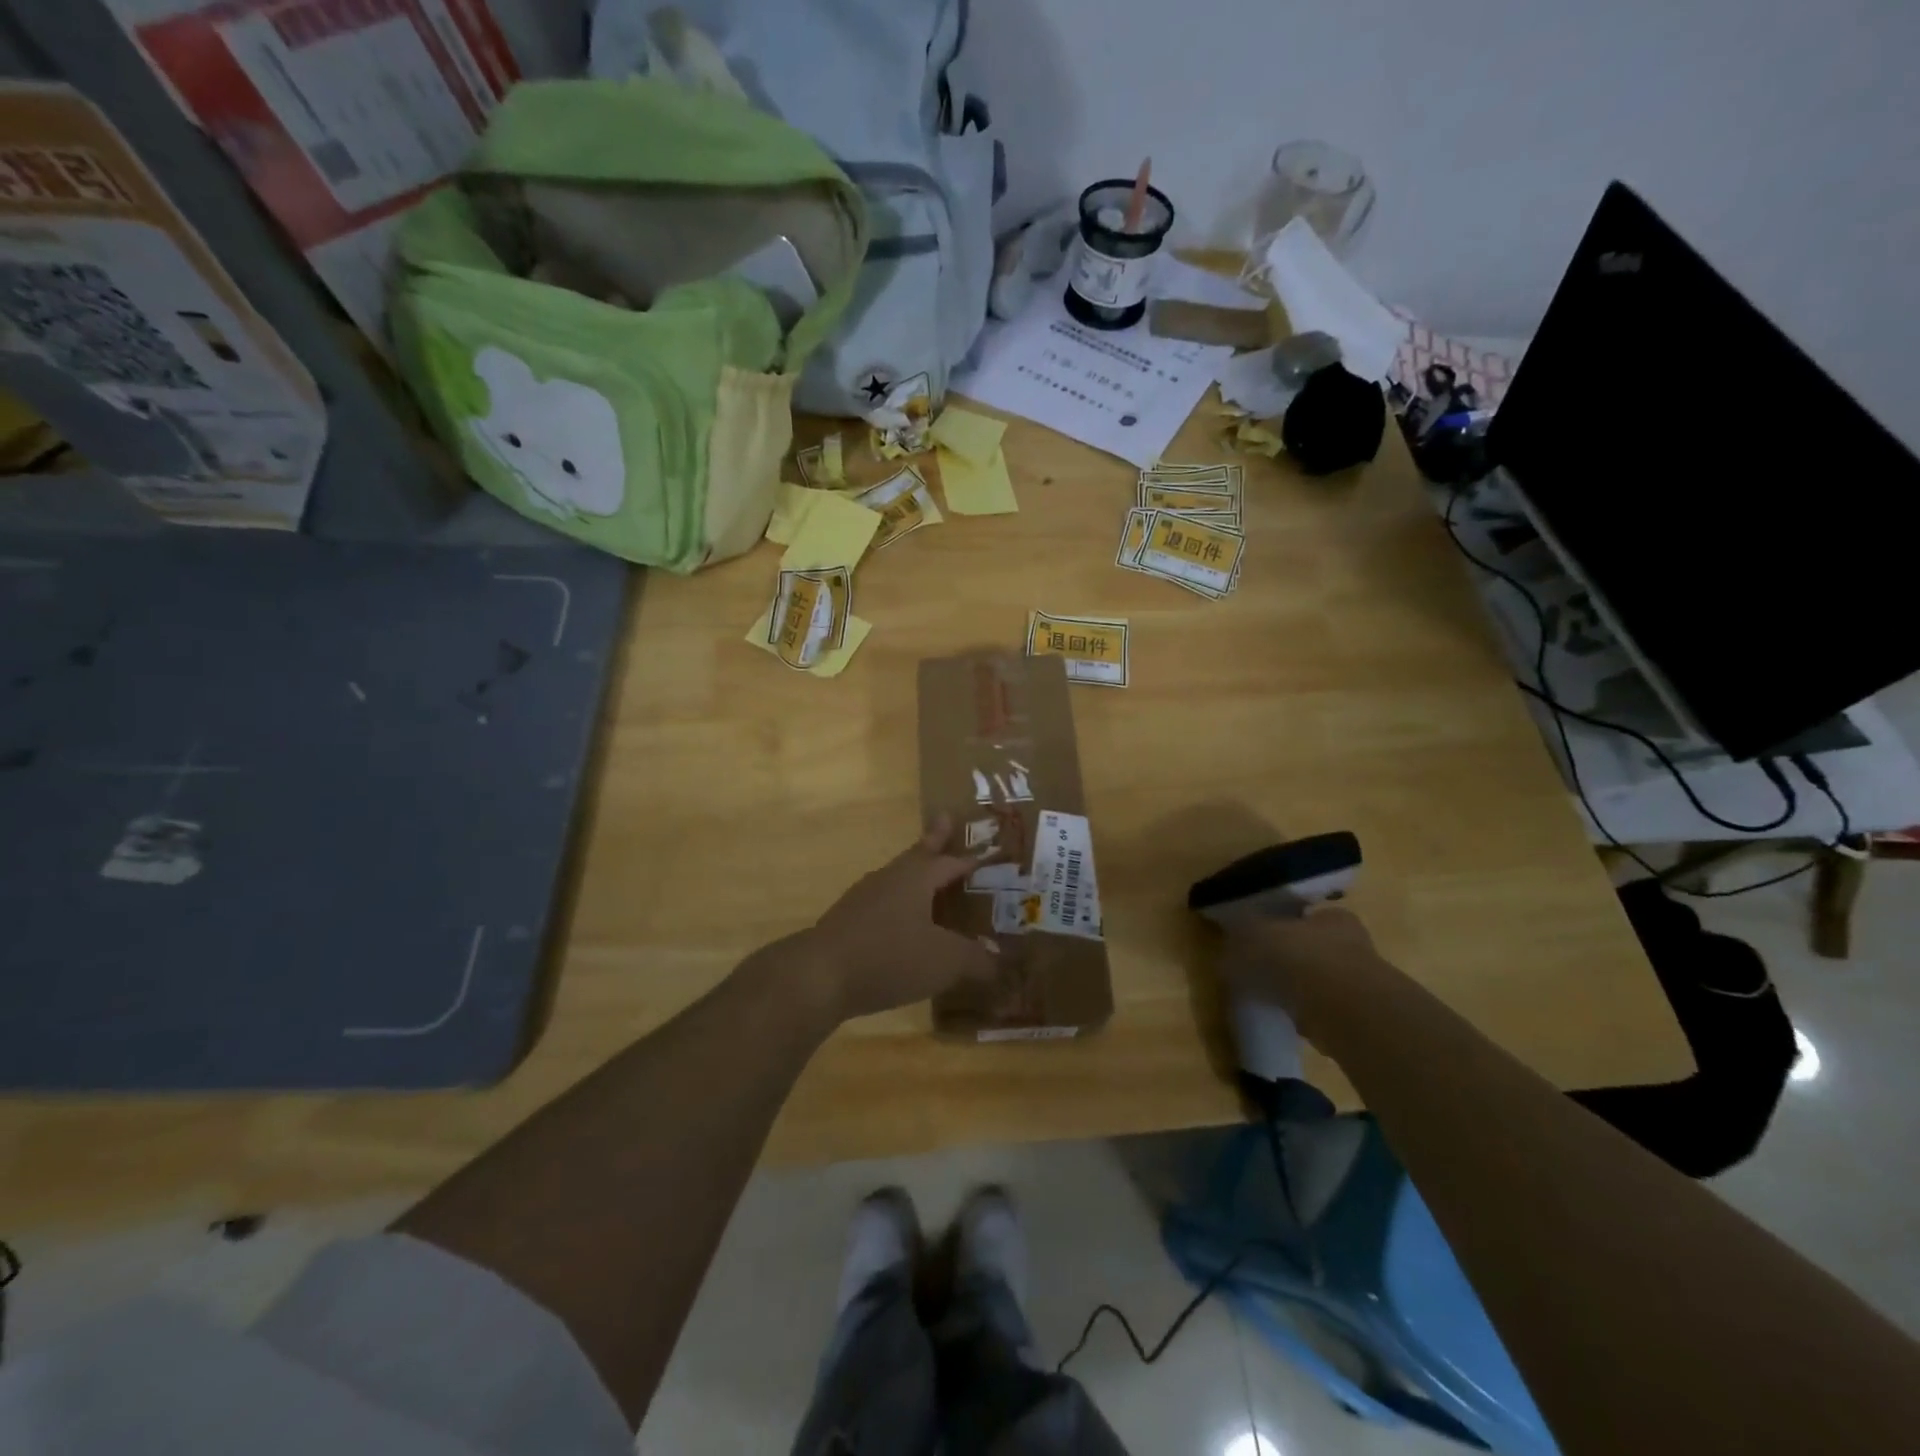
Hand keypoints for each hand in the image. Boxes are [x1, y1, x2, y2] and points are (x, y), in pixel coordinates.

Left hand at [787, 816, 999, 1024]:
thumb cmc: (890, 956)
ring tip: (928, 880)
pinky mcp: (848, 922)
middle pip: (918, 855)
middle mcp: (890, 878)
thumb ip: (975, 960)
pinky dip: (899, 906)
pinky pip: (882, 904)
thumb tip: (998, 963)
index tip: (984, 847)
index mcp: (916, 877)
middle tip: (945, 820)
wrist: (820, 975)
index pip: (951, 860)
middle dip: (934, 840)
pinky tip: (902, 925)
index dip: (971, 858)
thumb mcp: (944, 961)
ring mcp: (864, 898)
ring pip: (897, 879)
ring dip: (915, 876)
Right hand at [1220, 907, 1383, 1040]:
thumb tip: (1226, 955)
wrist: (1343, 1010)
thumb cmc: (1300, 958)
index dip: (1279, 927)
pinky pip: (1323, 1010)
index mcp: (1332, 916)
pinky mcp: (1358, 1017)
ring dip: (1299, 988)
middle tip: (1261, 972)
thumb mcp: (1254, 938)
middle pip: (1312, 948)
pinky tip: (1290, 1019)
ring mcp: (1360, 983)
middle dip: (1289, 960)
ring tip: (1272, 998)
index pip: (1303, 916)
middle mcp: (1353, 944)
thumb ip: (1239, 943)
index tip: (1258, 943)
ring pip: (1319, 980)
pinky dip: (1307, 1014)